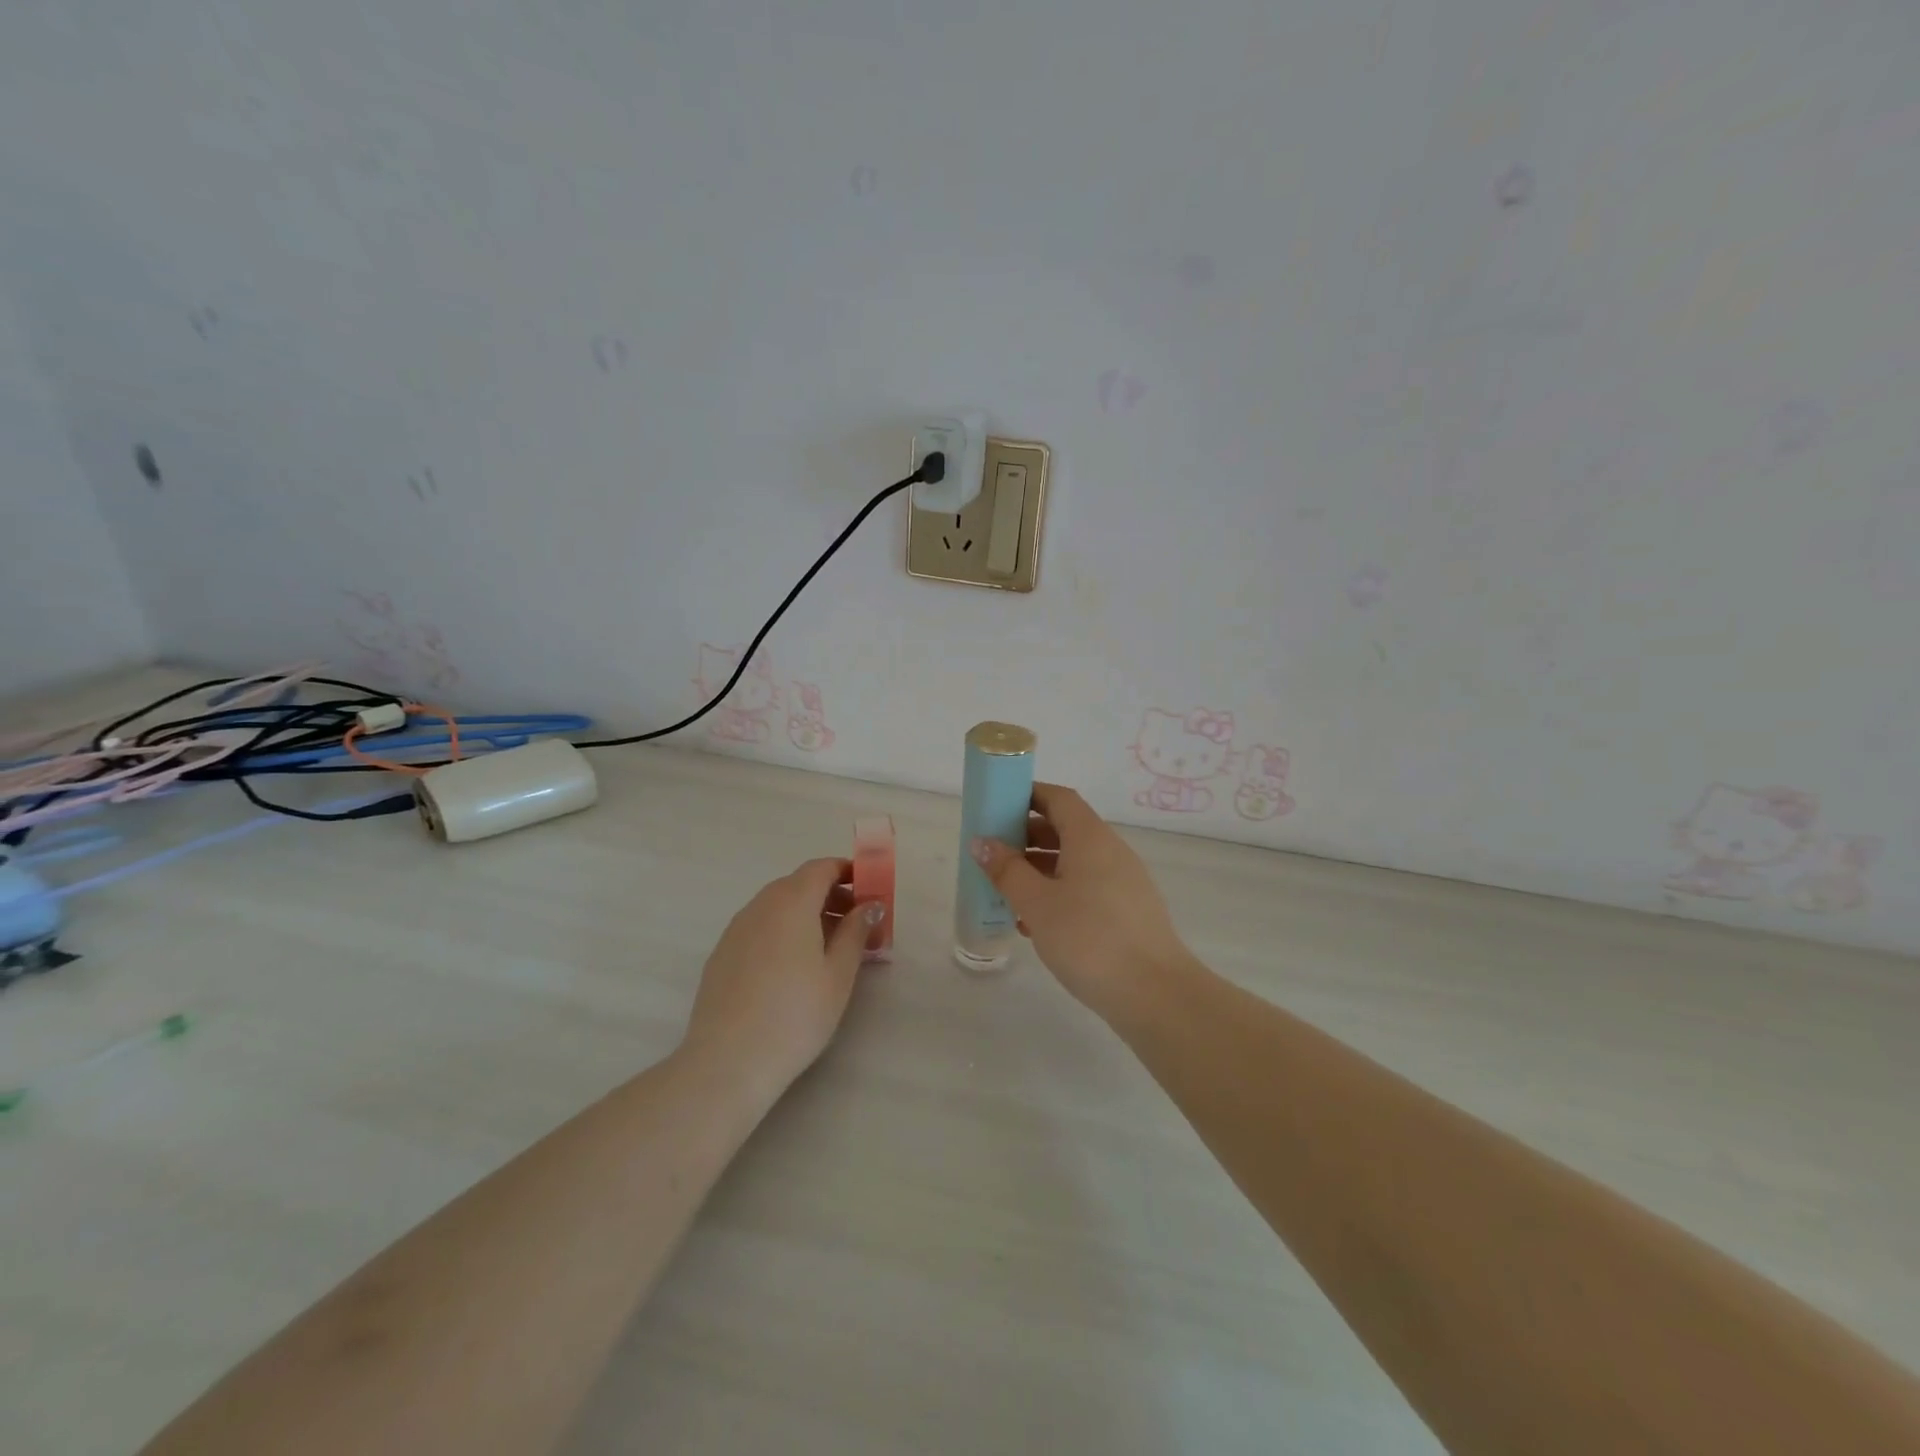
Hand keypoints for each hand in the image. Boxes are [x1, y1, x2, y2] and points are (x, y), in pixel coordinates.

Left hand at [682, 858, 883, 1103]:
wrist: (728, 1062)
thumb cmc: (795, 1014)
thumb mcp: (838, 974)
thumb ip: (855, 932)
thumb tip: (868, 905)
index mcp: (791, 902)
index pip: (821, 868)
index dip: (847, 872)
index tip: (869, 890)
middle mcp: (759, 906)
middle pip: (798, 884)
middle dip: (830, 895)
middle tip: (856, 924)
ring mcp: (735, 930)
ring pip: (776, 906)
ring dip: (805, 914)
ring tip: (828, 948)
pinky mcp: (721, 954)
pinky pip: (759, 927)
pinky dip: (782, 931)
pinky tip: (792, 968)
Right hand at [972, 784, 1189, 1017]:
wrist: (1154, 994)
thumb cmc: (1089, 938)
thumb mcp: (1037, 903)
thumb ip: (1007, 871)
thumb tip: (982, 842)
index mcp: (1090, 838)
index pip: (1058, 798)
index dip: (1028, 795)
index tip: (997, 805)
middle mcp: (1111, 851)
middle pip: (1066, 828)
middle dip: (1027, 836)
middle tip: (994, 854)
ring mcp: (1124, 881)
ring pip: (1075, 861)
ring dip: (1040, 869)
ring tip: (1007, 893)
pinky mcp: (1128, 911)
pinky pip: (1087, 887)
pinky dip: (1059, 893)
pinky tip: (1036, 924)